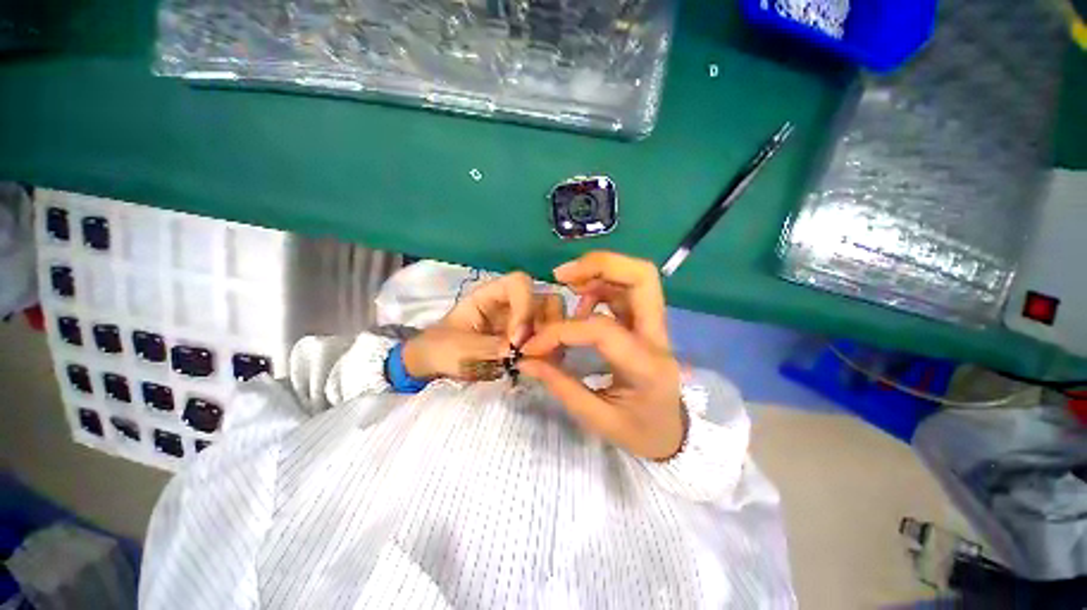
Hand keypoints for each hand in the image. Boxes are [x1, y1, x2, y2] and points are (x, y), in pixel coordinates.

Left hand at [403, 272, 564, 380]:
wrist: (437, 365)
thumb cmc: (441, 348)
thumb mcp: (459, 348)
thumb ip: (490, 347)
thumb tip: (519, 350)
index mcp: (490, 295)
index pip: (519, 283)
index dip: (525, 307)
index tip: (517, 340)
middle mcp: (512, 304)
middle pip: (546, 300)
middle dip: (545, 326)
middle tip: (532, 352)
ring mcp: (522, 321)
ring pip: (553, 319)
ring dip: (549, 340)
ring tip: (534, 361)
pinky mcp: (527, 339)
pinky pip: (548, 339)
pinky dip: (548, 351)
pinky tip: (536, 365)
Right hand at [519, 252, 683, 459]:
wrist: (674, 434)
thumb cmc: (639, 432)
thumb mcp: (598, 419)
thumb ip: (560, 385)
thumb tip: (526, 358)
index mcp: (646, 366)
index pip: (601, 330)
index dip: (560, 331)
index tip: (532, 345)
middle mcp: (657, 337)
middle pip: (642, 277)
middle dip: (600, 265)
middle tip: (562, 275)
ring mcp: (655, 326)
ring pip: (636, 277)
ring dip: (598, 271)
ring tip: (567, 284)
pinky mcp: (646, 323)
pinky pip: (626, 290)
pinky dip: (601, 285)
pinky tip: (581, 301)